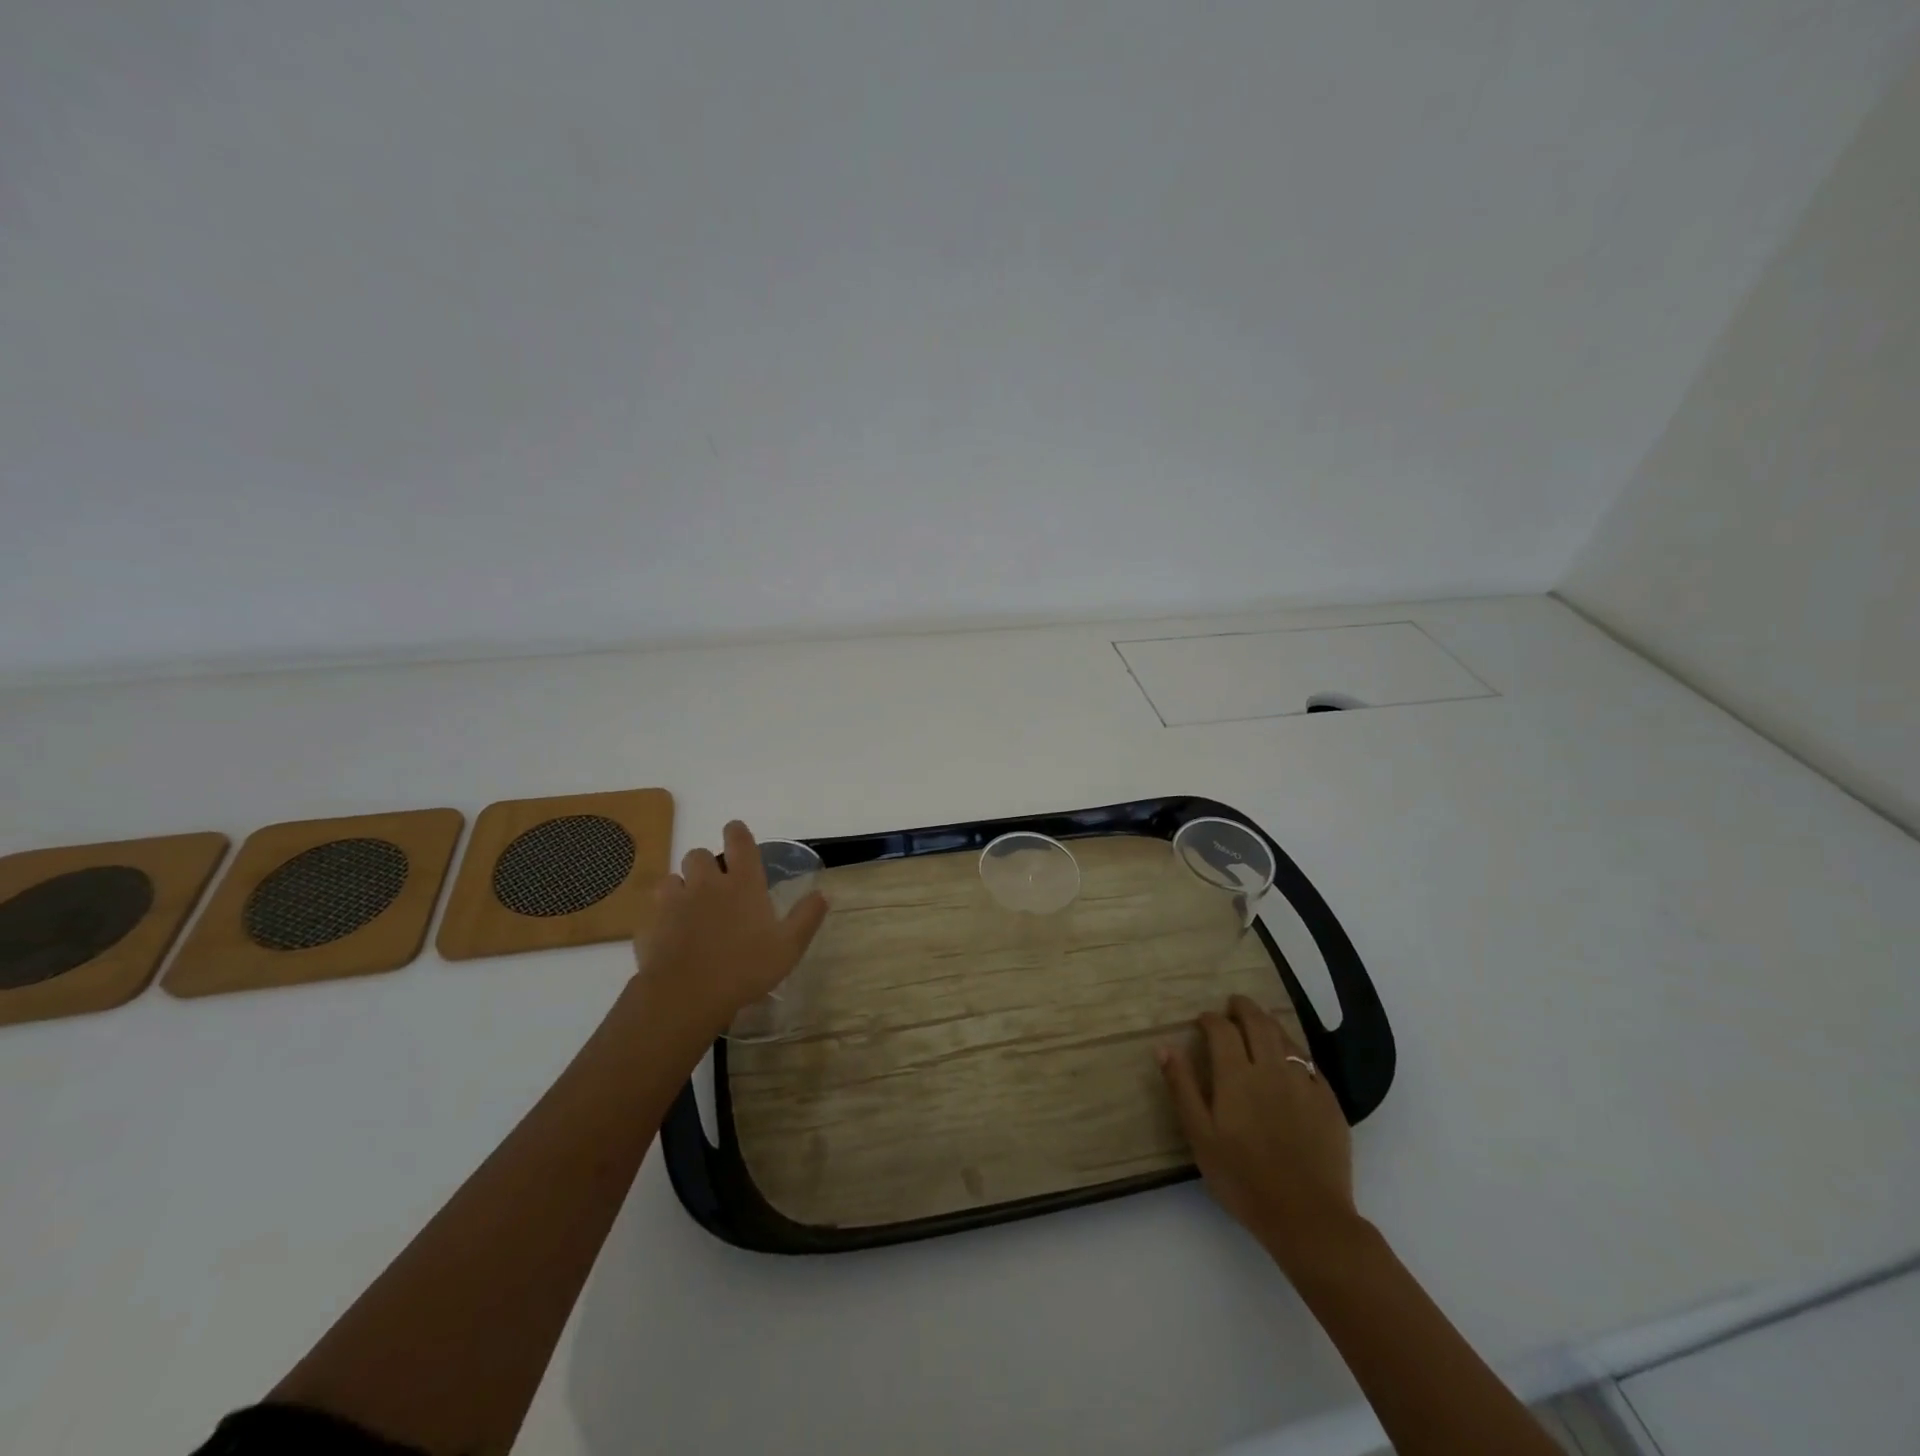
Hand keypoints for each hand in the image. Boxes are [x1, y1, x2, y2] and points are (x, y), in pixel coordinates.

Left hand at [633, 820, 829, 1039]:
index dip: (736, 832)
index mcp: (743, 883)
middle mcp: (707, 883)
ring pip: (673, 878)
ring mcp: (675, 902)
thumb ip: (807, 917)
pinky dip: (663, 914)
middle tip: (715, 884)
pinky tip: (671, 932)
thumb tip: (823, 893)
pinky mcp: (651, 923)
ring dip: (682, 886)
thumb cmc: (745, 968)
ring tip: (690, 907)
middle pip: (699, 855)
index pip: (739, 841)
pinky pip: (655, 908)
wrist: (685, 995)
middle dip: (705, 864)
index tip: (735, 832)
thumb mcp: (788, 947)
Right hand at [1158, 995, 1359, 1269]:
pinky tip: (1291, 1059)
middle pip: (1258, 1023)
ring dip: (1270, 1024)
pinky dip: (1295, 1051)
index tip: (1203, 1020)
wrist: (1308, 1217)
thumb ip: (1182, 1088)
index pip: (1222, 1030)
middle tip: (1233, 1004)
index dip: (1210, 1019)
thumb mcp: (1200, 1137)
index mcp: (1236, 1075)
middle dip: (1243, 1008)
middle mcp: (1271, 1069)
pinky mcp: (1329, 1102)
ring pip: (1286, 1039)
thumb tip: (1164, 1047)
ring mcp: (1303, 1084)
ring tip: (1260, 1022)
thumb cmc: (1243, 1179)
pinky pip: (1310, 1064)